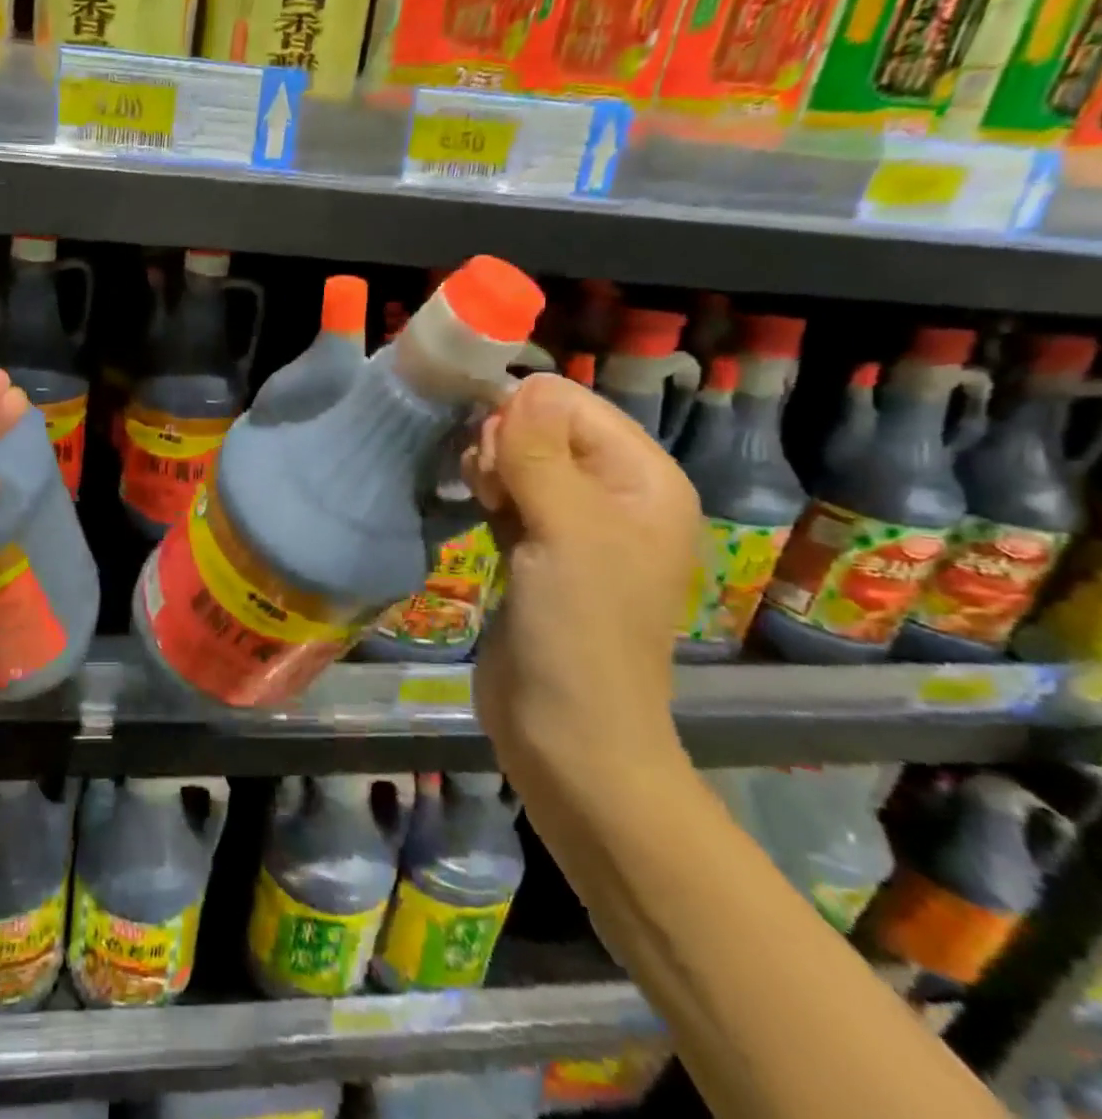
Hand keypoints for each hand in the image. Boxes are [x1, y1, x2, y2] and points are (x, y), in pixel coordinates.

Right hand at [466, 374, 701, 786]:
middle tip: (487, 483)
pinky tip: (475, 505)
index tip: (484, 442)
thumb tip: (519, 386)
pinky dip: (488, 492)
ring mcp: (574, 525)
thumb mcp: (566, 531)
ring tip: (481, 499)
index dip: (525, 412)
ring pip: (521, 462)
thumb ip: (539, 453)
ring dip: (491, 467)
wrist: (567, 733)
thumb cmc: (581, 629)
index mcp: (643, 481)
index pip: (575, 406)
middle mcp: (613, 495)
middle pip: (545, 430)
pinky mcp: (537, 551)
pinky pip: (509, 495)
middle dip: (505, 441)